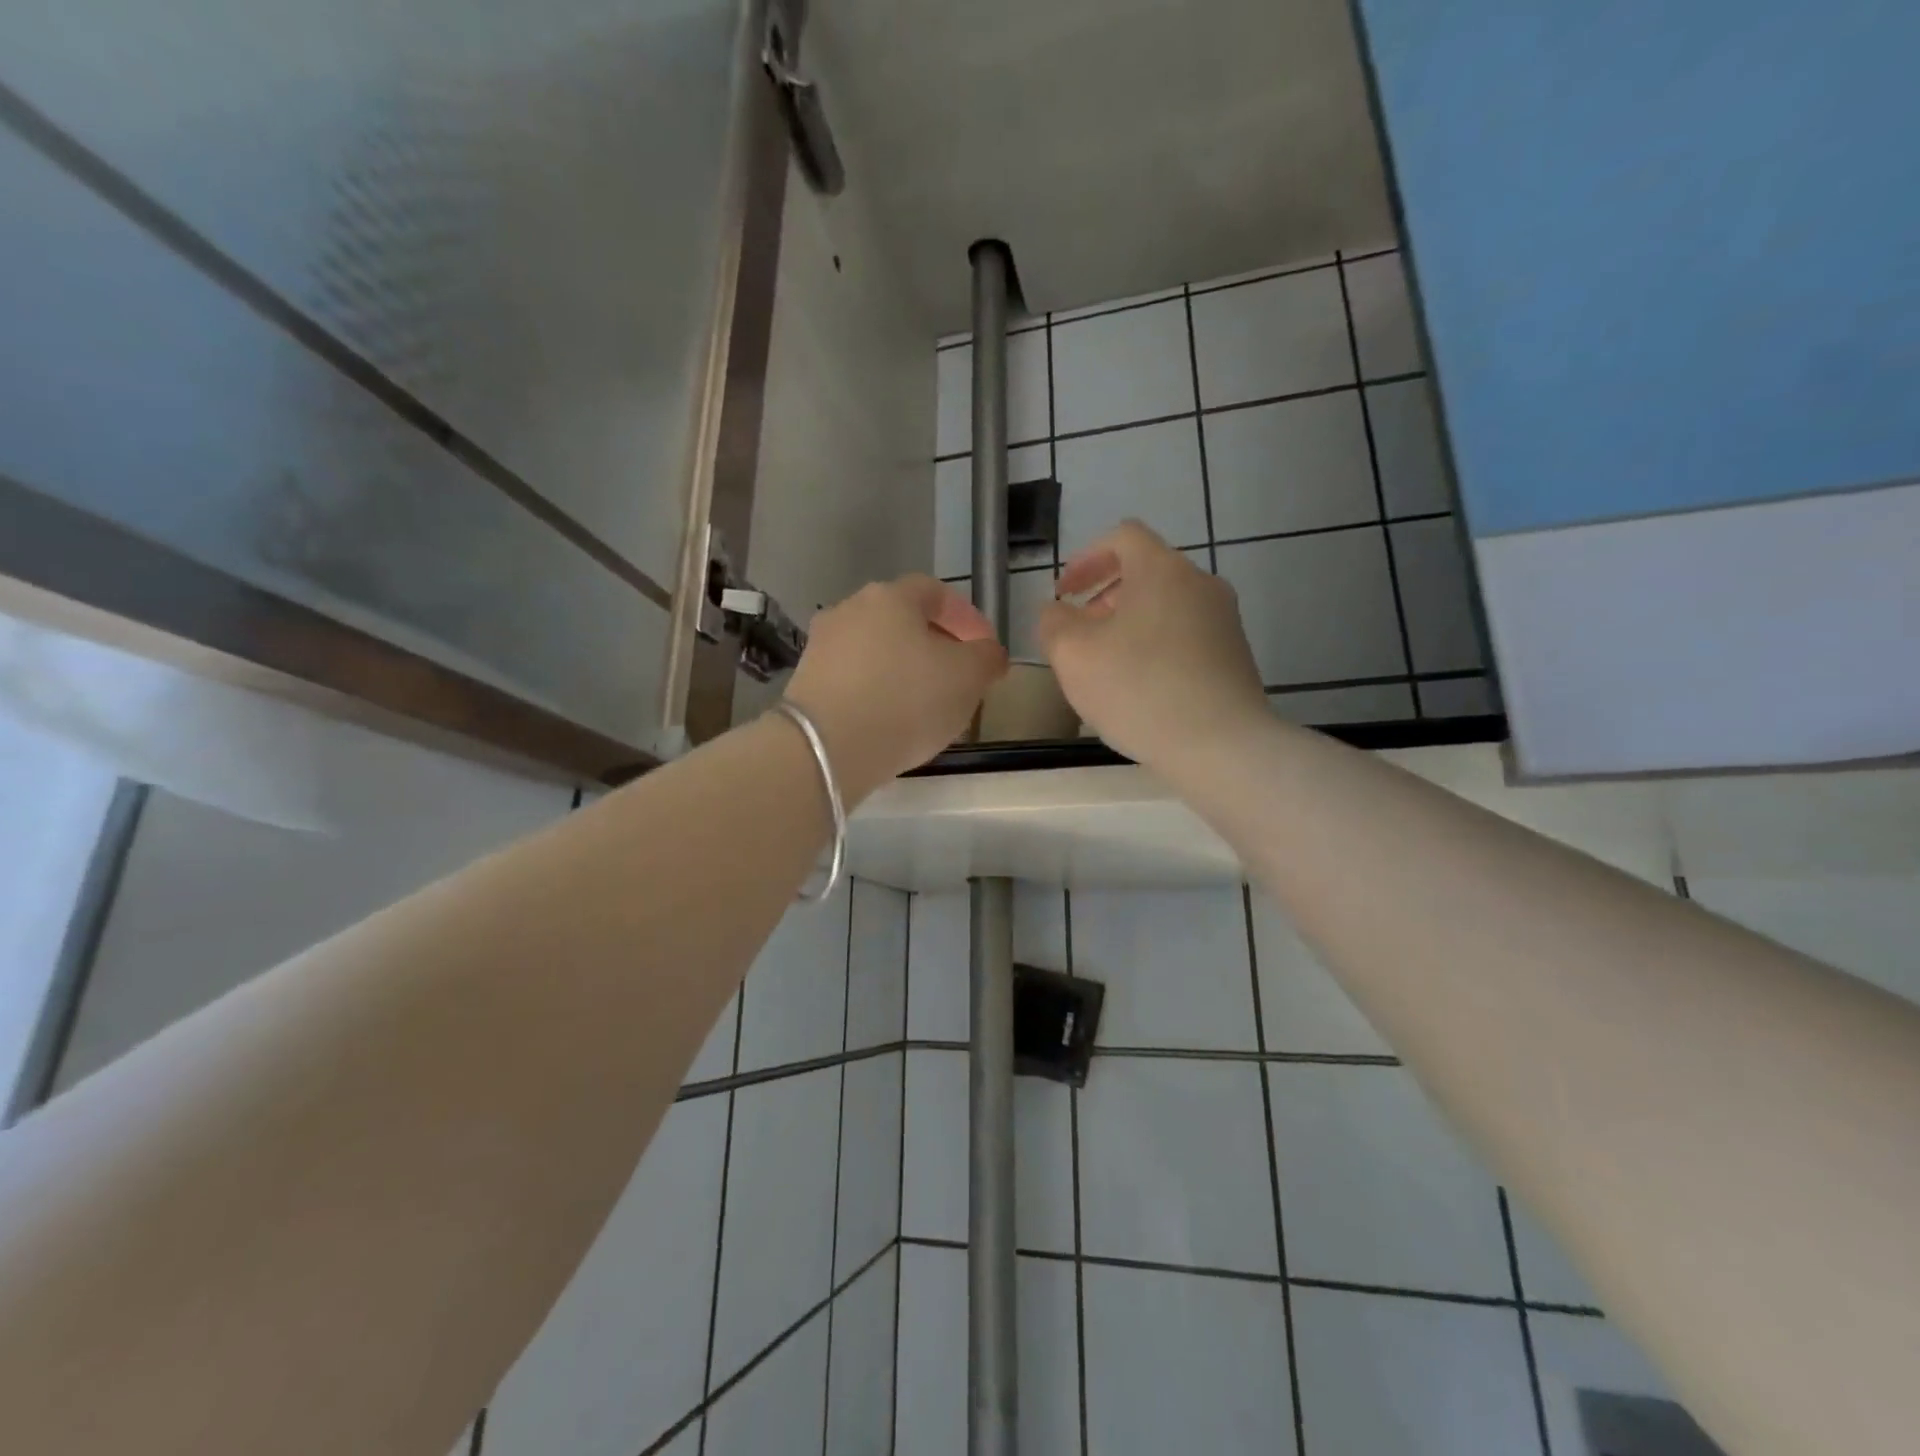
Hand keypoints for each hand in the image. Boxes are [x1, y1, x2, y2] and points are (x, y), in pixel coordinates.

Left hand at [784, 575, 1007, 801]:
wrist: (826, 747)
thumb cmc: (906, 700)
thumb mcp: (968, 678)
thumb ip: (987, 658)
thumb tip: (988, 652)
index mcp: (892, 597)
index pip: (936, 592)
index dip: (966, 618)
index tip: (984, 649)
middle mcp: (851, 608)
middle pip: (903, 619)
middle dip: (934, 644)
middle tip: (957, 677)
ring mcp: (823, 644)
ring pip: (877, 649)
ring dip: (903, 668)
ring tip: (925, 704)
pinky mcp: (806, 680)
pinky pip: (854, 677)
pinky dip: (876, 690)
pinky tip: (889, 719)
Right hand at [1039, 520, 1267, 770]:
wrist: (1222, 745)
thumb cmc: (1139, 689)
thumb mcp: (1073, 655)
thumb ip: (1054, 623)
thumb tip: (1057, 612)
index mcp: (1162, 570)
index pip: (1123, 537)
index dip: (1086, 559)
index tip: (1064, 593)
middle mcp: (1200, 583)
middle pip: (1146, 571)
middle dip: (1105, 596)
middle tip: (1079, 633)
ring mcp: (1224, 620)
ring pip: (1166, 606)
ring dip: (1129, 623)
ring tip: (1107, 665)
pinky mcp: (1235, 655)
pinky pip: (1185, 635)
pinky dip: (1155, 646)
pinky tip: (1141, 687)